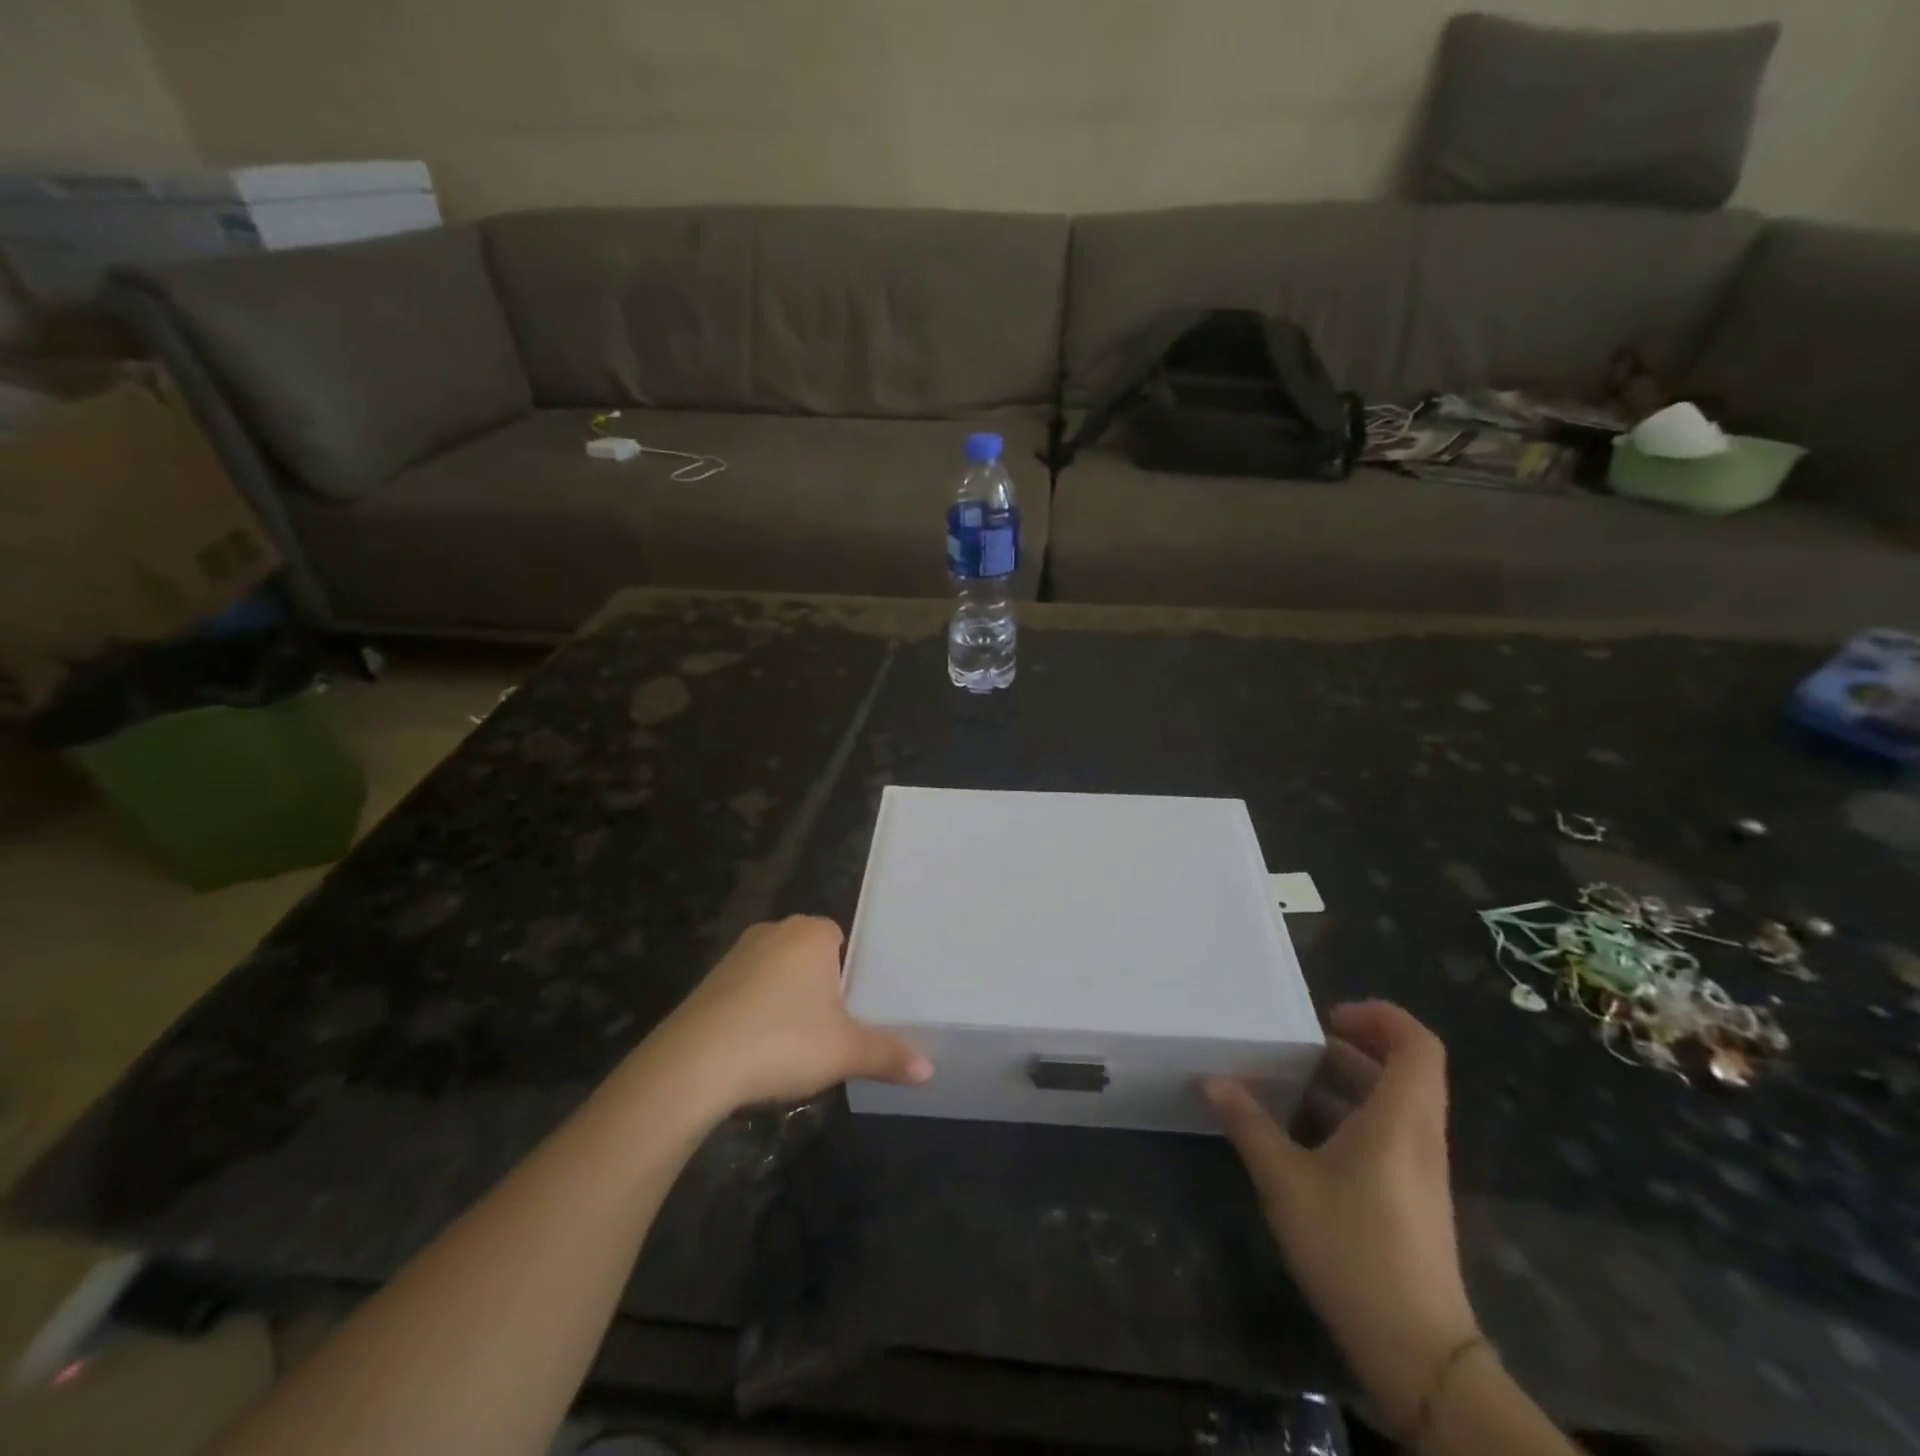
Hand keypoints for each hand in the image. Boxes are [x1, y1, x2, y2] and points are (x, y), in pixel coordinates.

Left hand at [650, 916, 931, 1113]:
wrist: (693, 1065)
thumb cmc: (782, 1040)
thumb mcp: (845, 1051)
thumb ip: (888, 1055)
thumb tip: (929, 1072)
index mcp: (812, 933)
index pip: (843, 940)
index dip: (852, 974)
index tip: (857, 1009)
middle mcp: (774, 931)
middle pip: (811, 956)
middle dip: (821, 988)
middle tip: (834, 1028)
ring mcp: (737, 954)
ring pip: (778, 973)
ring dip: (788, 1001)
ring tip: (798, 1043)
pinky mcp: (710, 982)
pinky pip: (748, 990)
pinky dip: (758, 1012)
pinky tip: (760, 1048)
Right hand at [1205, 1001, 1478, 1431]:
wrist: (1416, 1350)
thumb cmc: (1351, 1247)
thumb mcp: (1285, 1180)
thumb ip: (1248, 1124)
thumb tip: (1212, 1080)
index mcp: (1400, 1118)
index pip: (1416, 1044)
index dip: (1380, 1016)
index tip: (1328, 1016)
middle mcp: (1419, 1136)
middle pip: (1403, 1070)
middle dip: (1352, 1046)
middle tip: (1298, 1044)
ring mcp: (1420, 1170)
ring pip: (1392, 1104)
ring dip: (1346, 1084)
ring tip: (1289, 1082)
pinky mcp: (1412, 1199)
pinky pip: (1387, 1135)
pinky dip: (1349, 1119)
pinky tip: (1301, 1138)